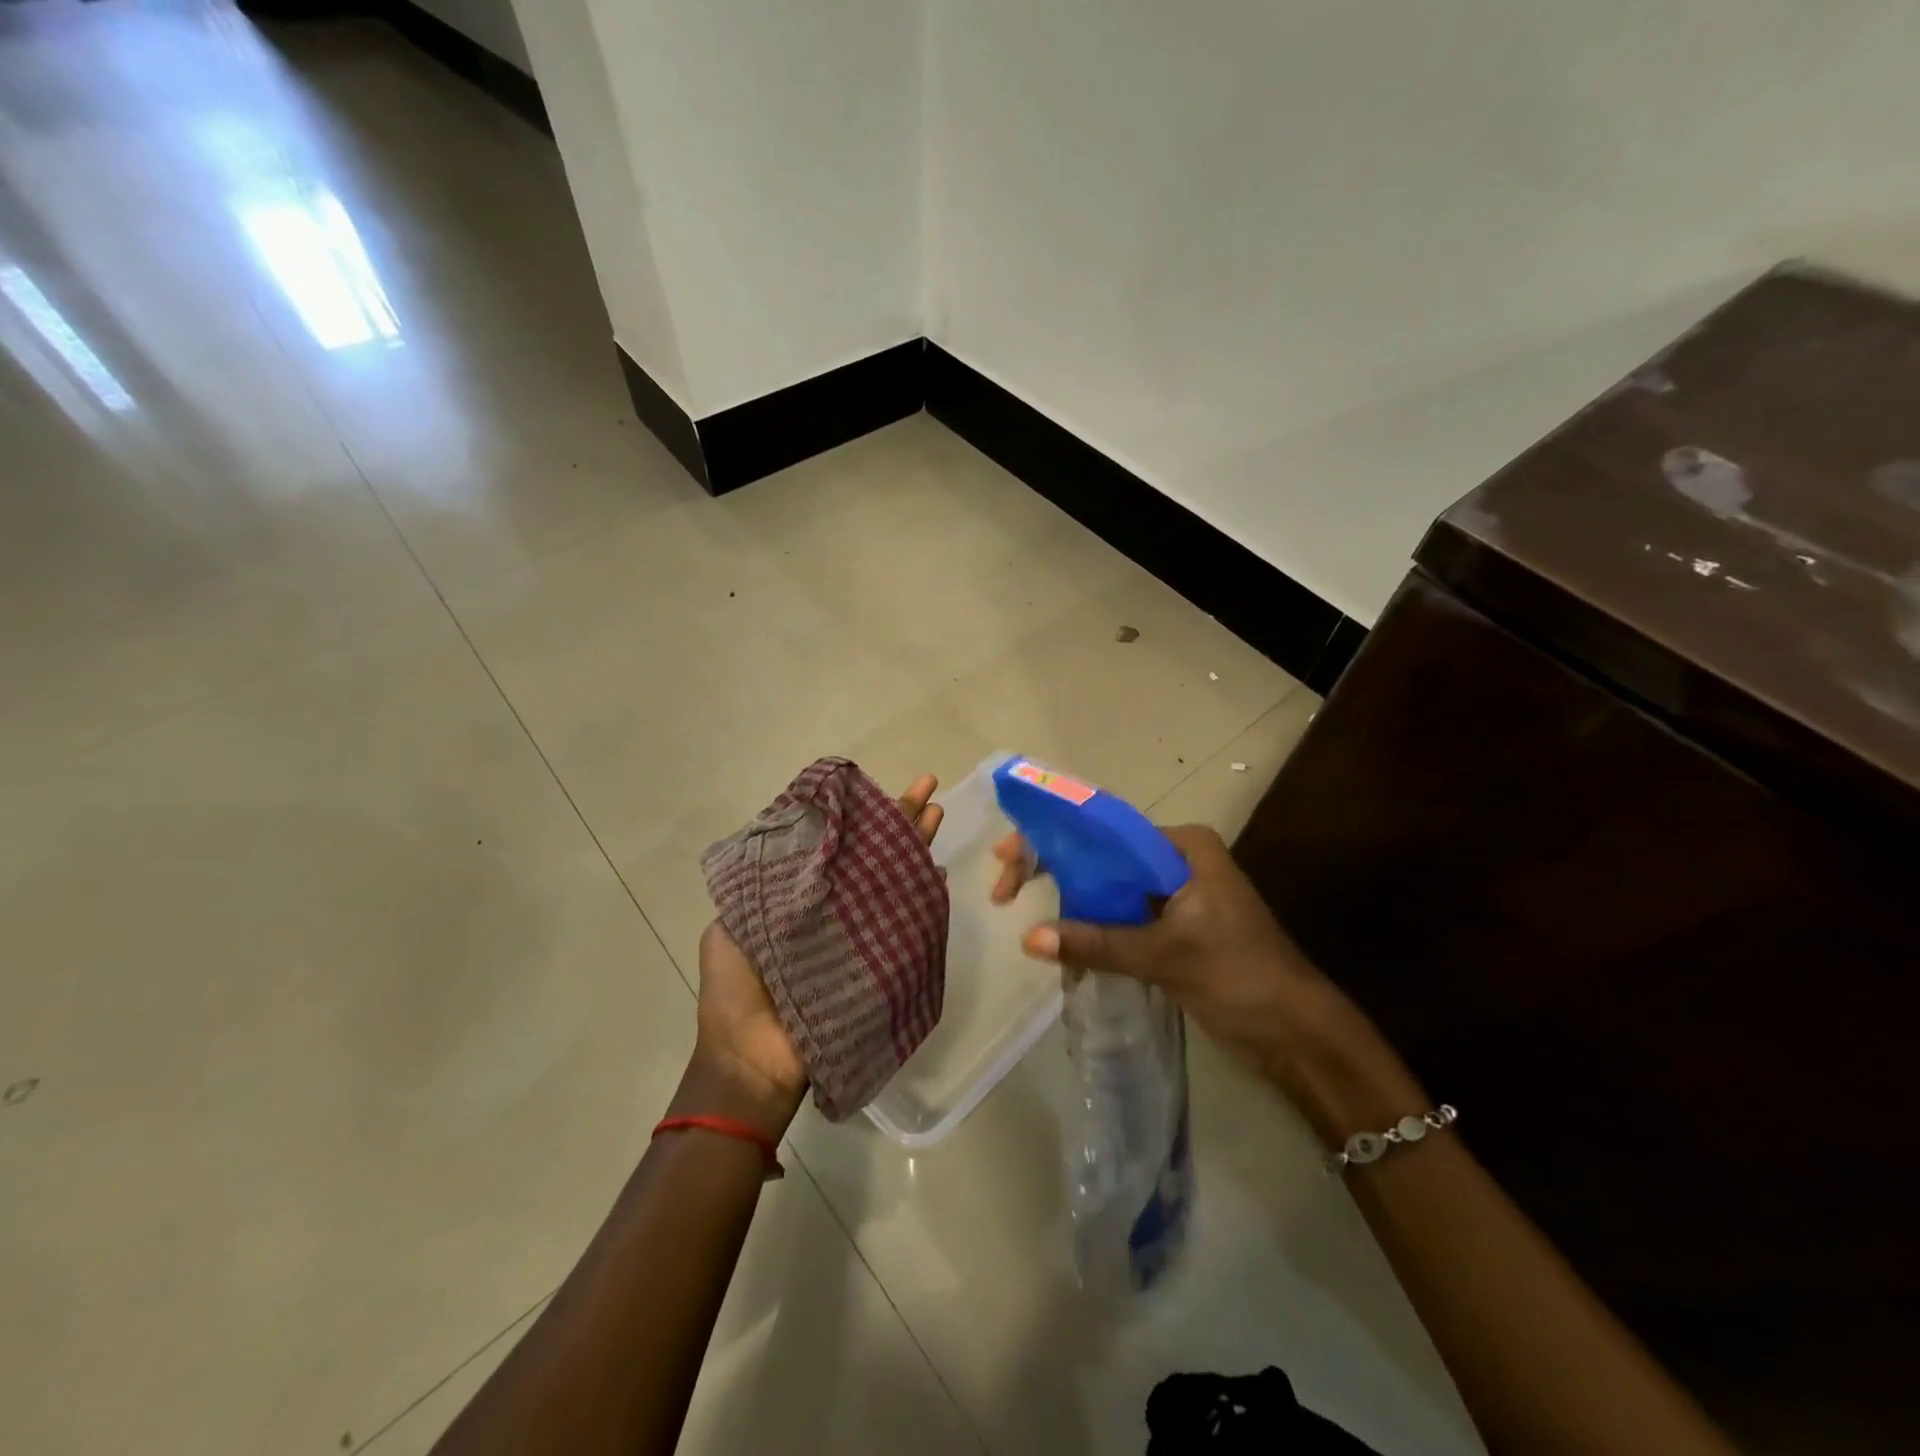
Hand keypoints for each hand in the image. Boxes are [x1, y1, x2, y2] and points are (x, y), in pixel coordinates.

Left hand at [686, 774, 946, 1137]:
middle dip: (898, 820)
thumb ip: (763, 887)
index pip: (835, 845)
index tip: (872, 788)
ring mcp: (861, 933)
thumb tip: (795, 843)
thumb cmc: (736, 992)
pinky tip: (938, 872)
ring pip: (893, 879)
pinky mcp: (881, 960)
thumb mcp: (734, 926)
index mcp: (799, 897)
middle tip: (928, 786)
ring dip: (916, 845)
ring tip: (938, 811)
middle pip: (872, 855)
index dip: (857, 817)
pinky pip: (907, 922)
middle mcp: (834, 908)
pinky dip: (924, 896)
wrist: (753, 1060)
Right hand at [992, 822, 1423, 1137]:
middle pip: (1100, 856)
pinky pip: (1120, 916)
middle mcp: (1176, 859)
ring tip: (1027, 922)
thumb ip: (1097, 943)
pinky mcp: (1173, 926)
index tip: (1009, 857)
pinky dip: (1091, 929)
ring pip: (1107, 888)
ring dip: (1070, 905)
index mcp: (1181, 846)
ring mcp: (1175, 894)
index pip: (1103, 830)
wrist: (1296, 1032)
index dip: (1052, 839)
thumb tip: (1028, 939)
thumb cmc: (1239, 976)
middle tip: (1004, 889)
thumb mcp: (1165, 955)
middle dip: (1054, 870)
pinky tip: (1064, 947)